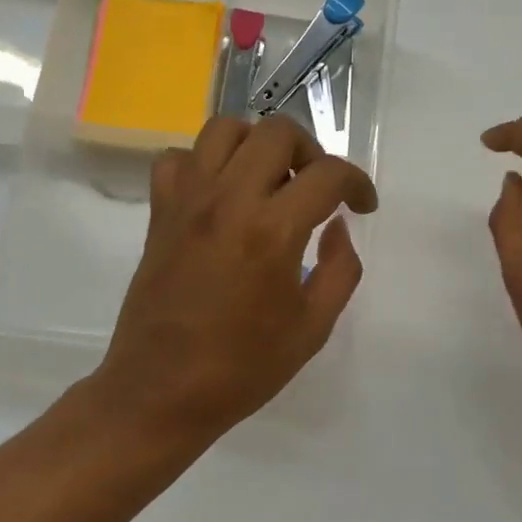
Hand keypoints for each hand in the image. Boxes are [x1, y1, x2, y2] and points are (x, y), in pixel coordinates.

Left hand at [94, 115, 377, 446]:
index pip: (328, 174)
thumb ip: (341, 268)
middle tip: (316, 189)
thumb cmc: (243, 368)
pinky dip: (203, 163)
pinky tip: (219, 193)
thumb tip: (338, 226)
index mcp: (273, 231)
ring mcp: (188, 202)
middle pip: (276, 131)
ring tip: (269, 180)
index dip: (357, 184)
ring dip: (257, 144)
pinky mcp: (160, 213)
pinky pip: (177, 158)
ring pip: (224, 129)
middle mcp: (229, 201)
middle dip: (311, 151)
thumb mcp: (313, 327)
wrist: (161, 392)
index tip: (362, 206)